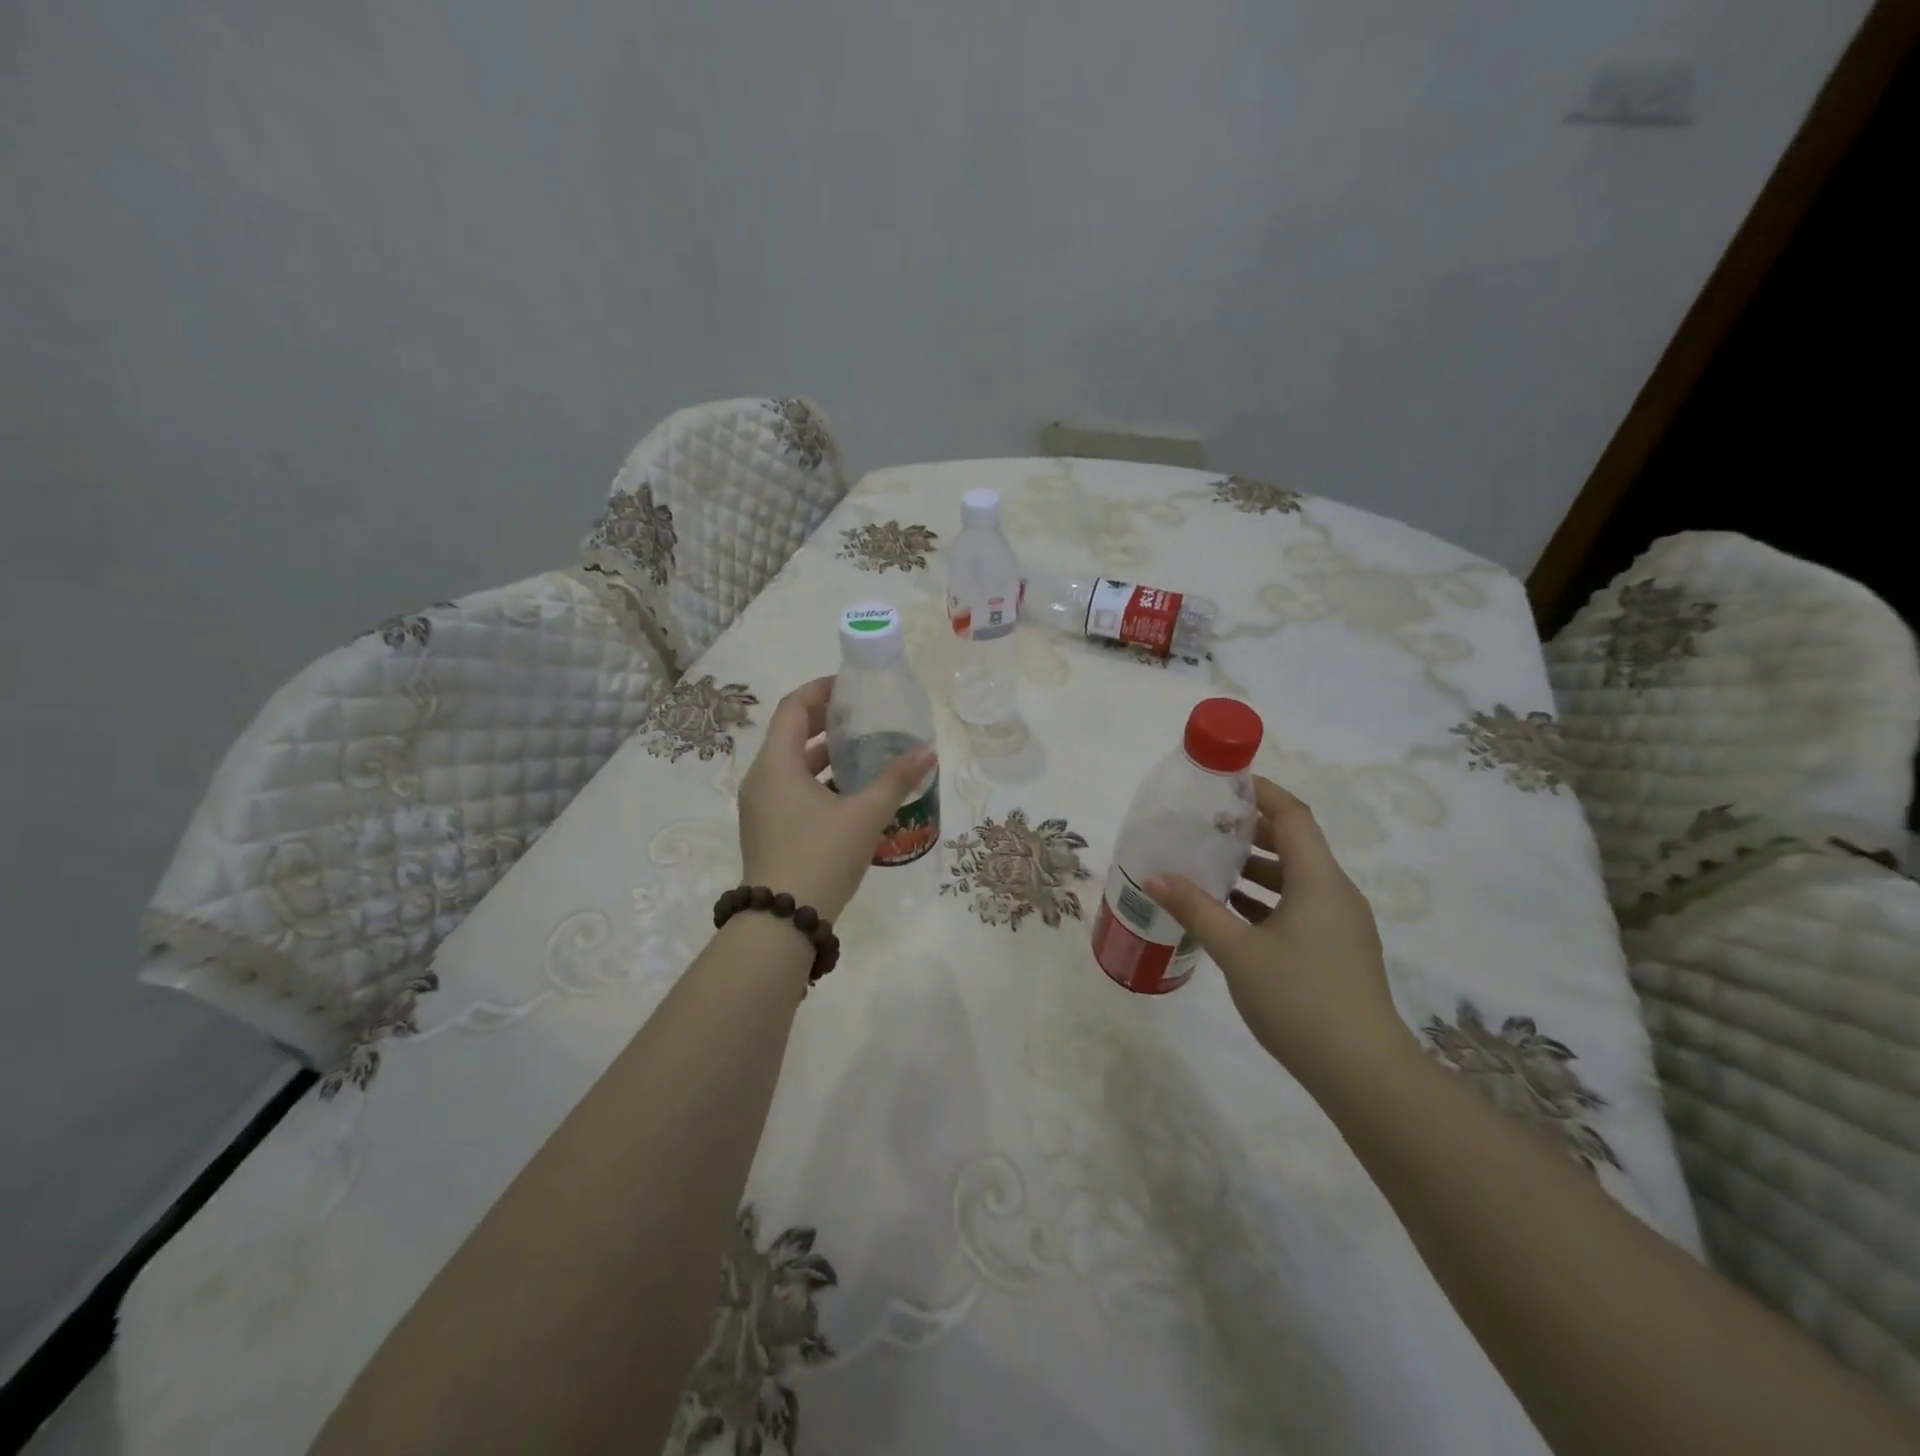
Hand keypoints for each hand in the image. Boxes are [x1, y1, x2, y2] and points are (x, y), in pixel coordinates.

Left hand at [736, 677, 936, 921]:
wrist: (781, 922)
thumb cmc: (820, 857)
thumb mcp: (864, 816)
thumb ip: (896, 780)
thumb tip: (928, 752)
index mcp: (776, 765)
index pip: (793, 708)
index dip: (821, 689)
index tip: (852, 684)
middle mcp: (761, 779)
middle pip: (790, 734)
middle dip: (825, 720)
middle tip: (863, 713)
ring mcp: (761, 807)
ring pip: (791, 765)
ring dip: (823, 754)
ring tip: (863, 749)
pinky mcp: (767, 829)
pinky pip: (790, 789)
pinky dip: (817, 781)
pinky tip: (850, 792)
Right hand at [1146, 777, 1411, 1086]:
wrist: (1364, 1074)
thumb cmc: (1300, 999)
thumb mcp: (1238, 951)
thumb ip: (1196, 908)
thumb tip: (1154, 877)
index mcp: (1319, 880)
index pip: (1293, 815)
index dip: (1260, 792)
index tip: (1222, 783)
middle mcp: (1335, 893)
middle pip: (1294, 843)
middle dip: (1250, 830)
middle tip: (1204, 825)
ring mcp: (1340, 924)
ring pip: (1295, 878)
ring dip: (1255, 867)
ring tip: (1209, 866)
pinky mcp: (1336, 951)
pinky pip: (1298, 907)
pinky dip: (1265, 900)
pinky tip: (1229, 914)